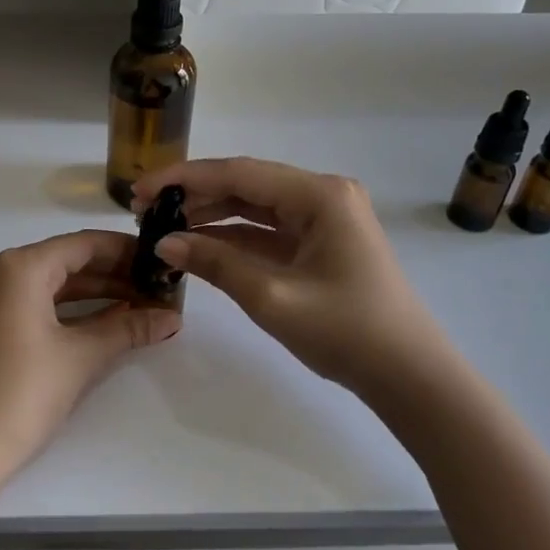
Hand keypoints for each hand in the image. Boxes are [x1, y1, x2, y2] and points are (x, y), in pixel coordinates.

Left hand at [0, 230, 179, 549]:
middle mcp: (0, 272)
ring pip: (53, 285)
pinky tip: (106, 324)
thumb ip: (128, 330)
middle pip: (68, 261)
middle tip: (160, 289)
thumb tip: (172, 317)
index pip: (83, 244)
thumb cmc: (18, 394)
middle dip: (116, 276)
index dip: (127, 251)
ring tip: (143, 307)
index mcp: (19, 266)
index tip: (163, 262)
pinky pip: (37, 305)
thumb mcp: (79, 358)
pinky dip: (71, 312)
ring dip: (97, 296)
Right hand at [135, 158, 464, 401]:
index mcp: (319, 195)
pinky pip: (268, 230)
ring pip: (254, 207)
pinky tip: (198, 244)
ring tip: (162, 225)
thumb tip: (164, 242)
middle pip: (246, 185)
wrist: (409, 376)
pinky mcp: (322, 243)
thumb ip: (215, 263)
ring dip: (210, 215)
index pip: (238, 173)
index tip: (140, 192)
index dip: (184, 179)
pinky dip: (233, 237)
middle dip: (194, 195)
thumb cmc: (346, 332)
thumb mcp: (271, 297)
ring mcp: (325, 218)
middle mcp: (323, 195)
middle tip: (144, 210)